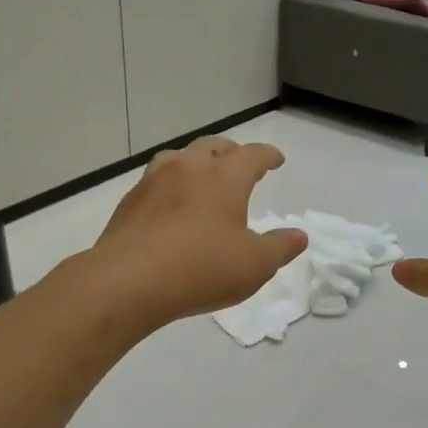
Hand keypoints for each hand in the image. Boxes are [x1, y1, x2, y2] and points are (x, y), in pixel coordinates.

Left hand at [92, 138, 306, 327]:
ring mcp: (154, 182)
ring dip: (196, 162)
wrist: (129, 281)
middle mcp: (189, 168)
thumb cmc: (202, 268)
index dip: (268, 155)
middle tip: (240, 164)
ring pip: (179, 158)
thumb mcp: (255, 264)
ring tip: (202, 177)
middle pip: (214, 147)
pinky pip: (156, 182)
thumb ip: (280, 247)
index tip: (276, 160)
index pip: (252, 155)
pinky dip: (171, 186)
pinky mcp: (130, 202)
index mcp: (225, 177)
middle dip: (231, 152)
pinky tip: (171, 206)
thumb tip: (299, 236)